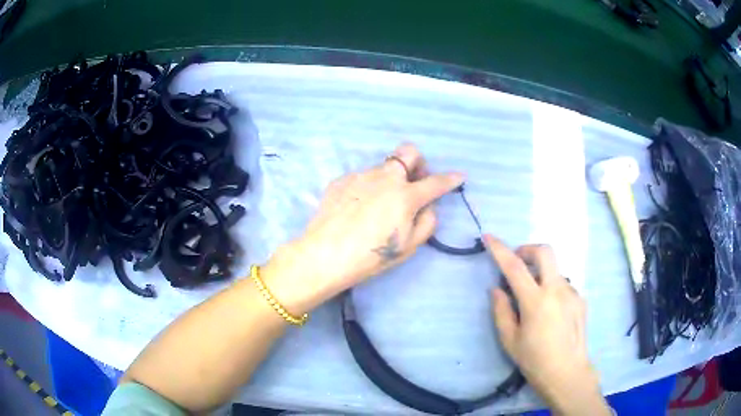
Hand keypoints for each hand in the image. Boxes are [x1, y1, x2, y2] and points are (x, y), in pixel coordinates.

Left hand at [263, 144, 463, 312]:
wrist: (324, 255)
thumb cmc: (371, 256)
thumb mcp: (408, 246)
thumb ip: (427, 222)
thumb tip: (428, 206)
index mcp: (405, 195)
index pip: (435, 182)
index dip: (450, 179)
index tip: (459, 176)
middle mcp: (384, 178)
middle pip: (408, 152)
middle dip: (417, 163)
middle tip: (414, 183)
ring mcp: (360, 176)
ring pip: (383, 167)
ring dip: (390, 179)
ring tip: (379, 205)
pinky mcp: (341, 180)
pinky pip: (362, 178)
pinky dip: (368, 188)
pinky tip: (358, 208)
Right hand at [486, 235, 610, 415]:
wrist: (567, 372)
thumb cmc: (534, 360)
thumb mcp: (510, 340)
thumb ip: (501, 311)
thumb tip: (496, 289)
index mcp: (536, 301)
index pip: (515, 267)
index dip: (500, 249)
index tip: (488, 237)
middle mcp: (557, 290)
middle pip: (545, 251)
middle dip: (528, 249)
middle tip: (518, 262)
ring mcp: (572, 292)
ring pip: (555, 269)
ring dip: (541, 273)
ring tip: (535, 298)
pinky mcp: (581, 299)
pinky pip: (563, 285)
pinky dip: (552, 288)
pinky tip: (551, 311)